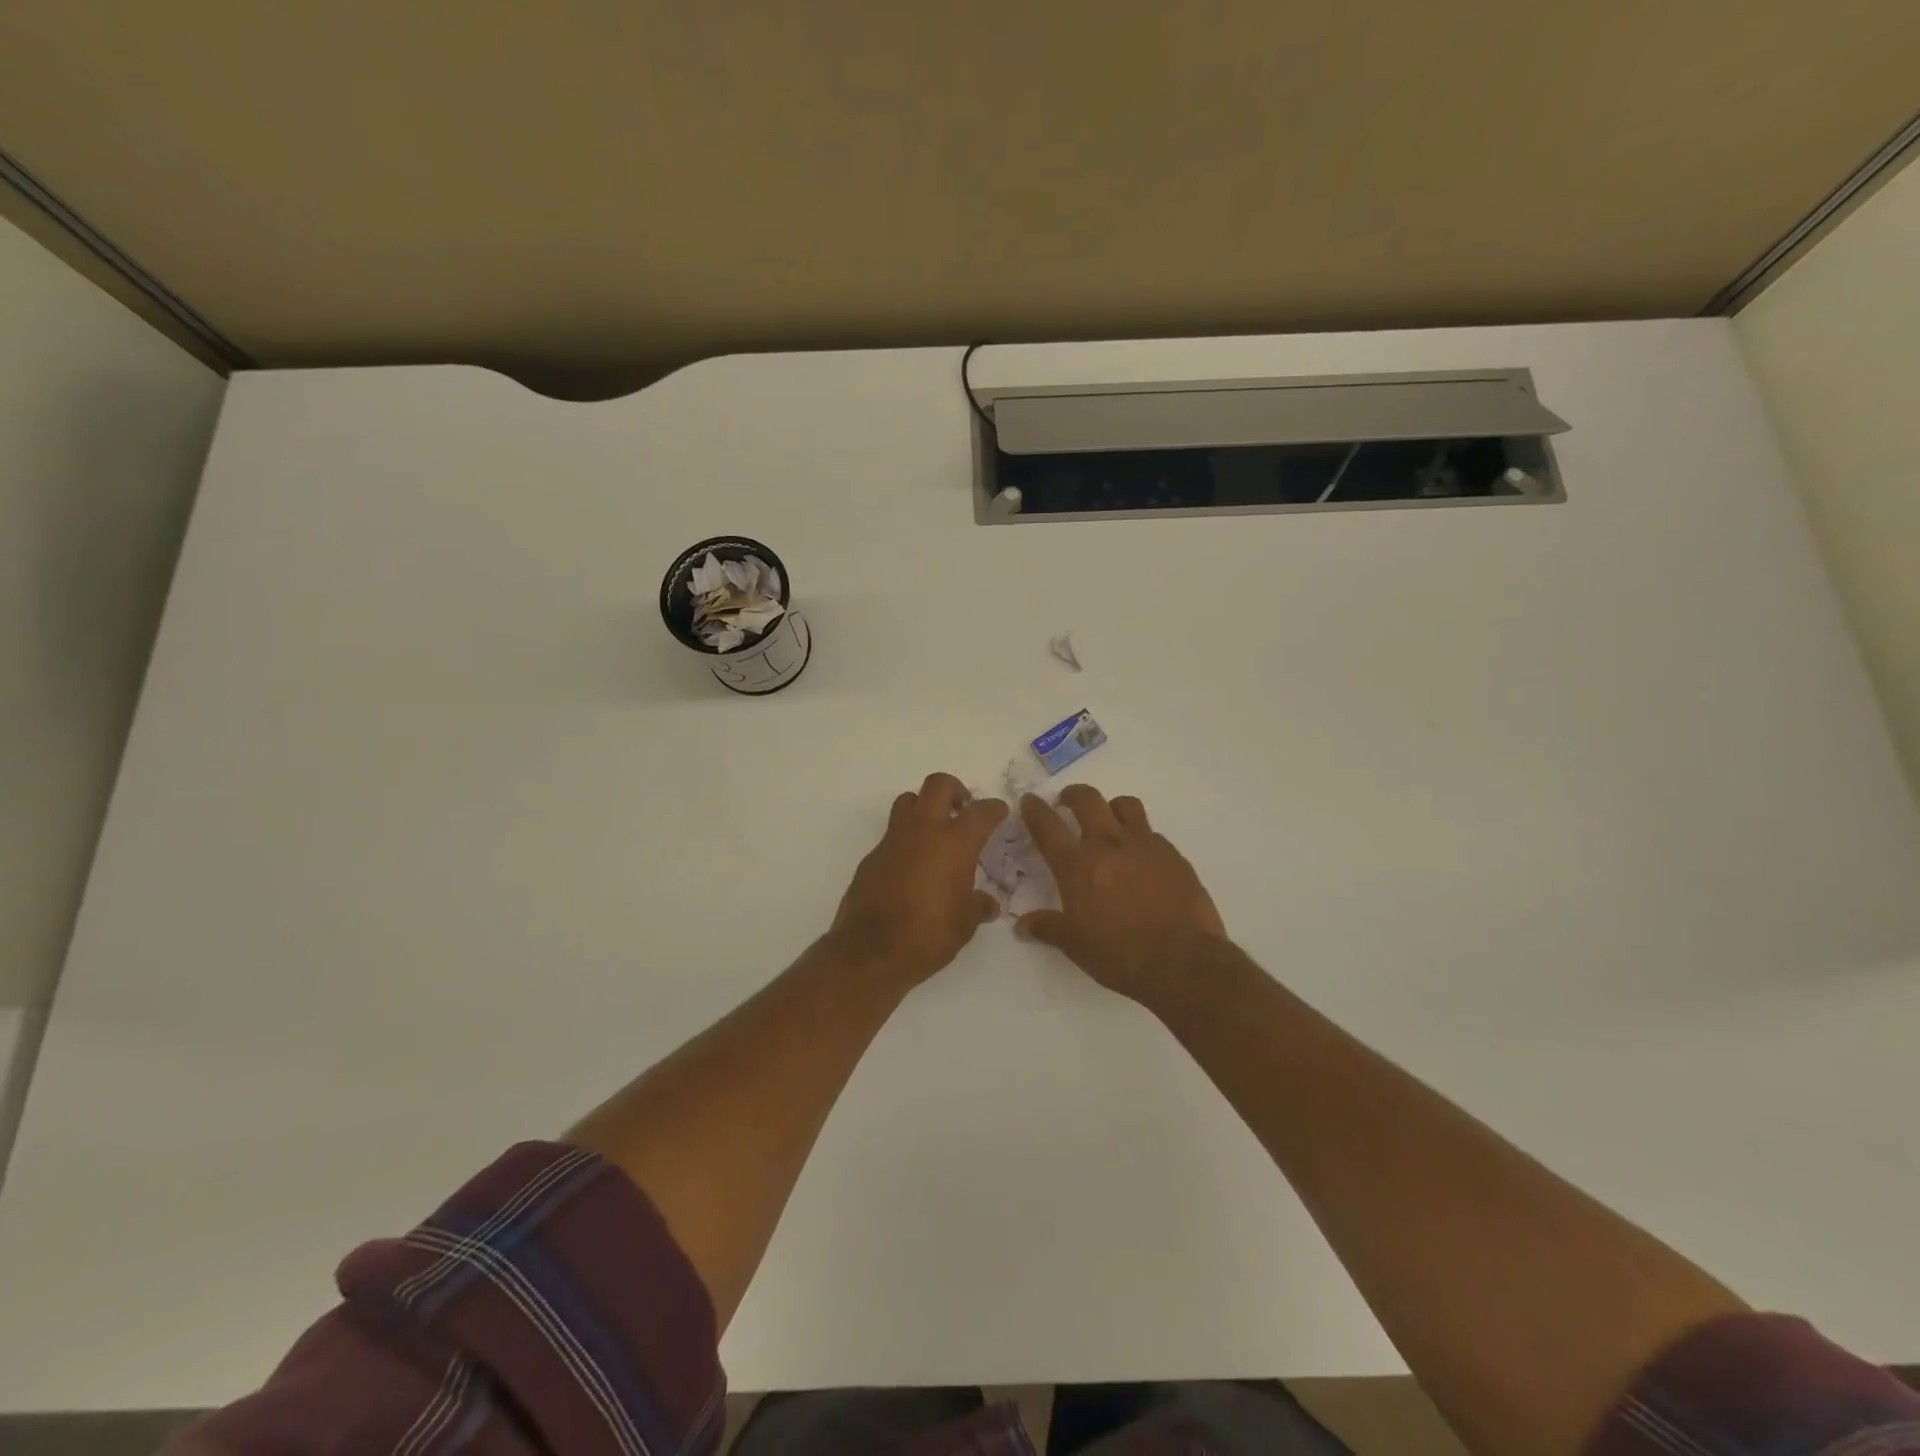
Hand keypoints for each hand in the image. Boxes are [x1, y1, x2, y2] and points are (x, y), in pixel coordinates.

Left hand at [830, 773, 1008, 990]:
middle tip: (963, 808)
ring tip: (935, 830)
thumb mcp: (964, 925)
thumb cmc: (928, 936)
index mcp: (954, 844)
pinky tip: (912, 865)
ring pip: (908, 801)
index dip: (994, 808)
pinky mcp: (872, 856)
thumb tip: (987, 904)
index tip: (999, 811)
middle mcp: (923, 832)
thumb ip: (978, 906)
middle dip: (955, 789)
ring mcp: (893, 841)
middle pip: (938, 785)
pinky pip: (892, 834)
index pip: (981, 812)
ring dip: (924, 806)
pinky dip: (906, 839)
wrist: (870, 952)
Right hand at [1018, 786, 1227, 1013]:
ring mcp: (1145, 846)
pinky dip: (1141, 837)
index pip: (1048, 827)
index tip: (1029, 801)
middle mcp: (1109, 845)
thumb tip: (1023, 925)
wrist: (1183, 962)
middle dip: (1072, 795)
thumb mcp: (1075, 946)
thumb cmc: (1120, 955)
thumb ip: (1048, 928)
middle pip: (1087, 800)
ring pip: (1125, 805)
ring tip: (1108, 821)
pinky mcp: (1173, 856)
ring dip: (1111, 807)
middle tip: (1067, 801)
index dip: (1035, 810)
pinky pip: (1152, 833)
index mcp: (1078, 866)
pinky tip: (1141, 857)